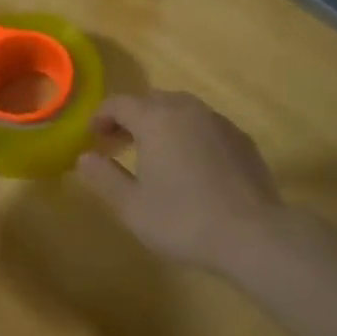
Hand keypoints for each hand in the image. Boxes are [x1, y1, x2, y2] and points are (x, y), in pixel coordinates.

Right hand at [74, 90, 281, 269]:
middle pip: (150, 101)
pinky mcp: (241, 138)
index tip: (93, 137)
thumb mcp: (132, 206)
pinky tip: (191, 166)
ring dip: (161, 124)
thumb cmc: (183, 219)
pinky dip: (189, 135)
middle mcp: (187, 109)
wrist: (253, 234)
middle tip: (118, 144)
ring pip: (181, 110)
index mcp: (156, 118)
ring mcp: (218, 121)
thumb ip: (103, 177)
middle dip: (130, 118)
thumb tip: (83, 158)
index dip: (101, 117)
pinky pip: (205, 126)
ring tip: (154, 154)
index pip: (119, 103)